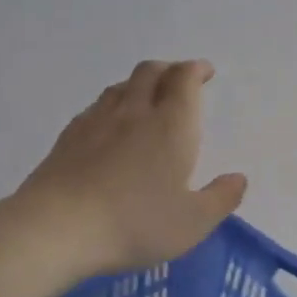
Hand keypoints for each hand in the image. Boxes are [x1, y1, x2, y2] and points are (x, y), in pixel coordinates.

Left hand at [13, 60, 246, 275]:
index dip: (195, 70)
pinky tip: (109, 124)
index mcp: (171, 125)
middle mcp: (134, 112)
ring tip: (147, 97)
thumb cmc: (135, 223)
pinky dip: (112, 104)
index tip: (204, 72)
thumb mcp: (192, 222)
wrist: (58, 227)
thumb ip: (220, 198)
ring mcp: (96, 121)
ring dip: (139, 84)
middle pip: (151, 72)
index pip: (184, 80)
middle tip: (179, 79)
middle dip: (169, 69)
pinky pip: (96, 107)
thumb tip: (238, 178)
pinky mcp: (68, 137)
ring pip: (121, 86)